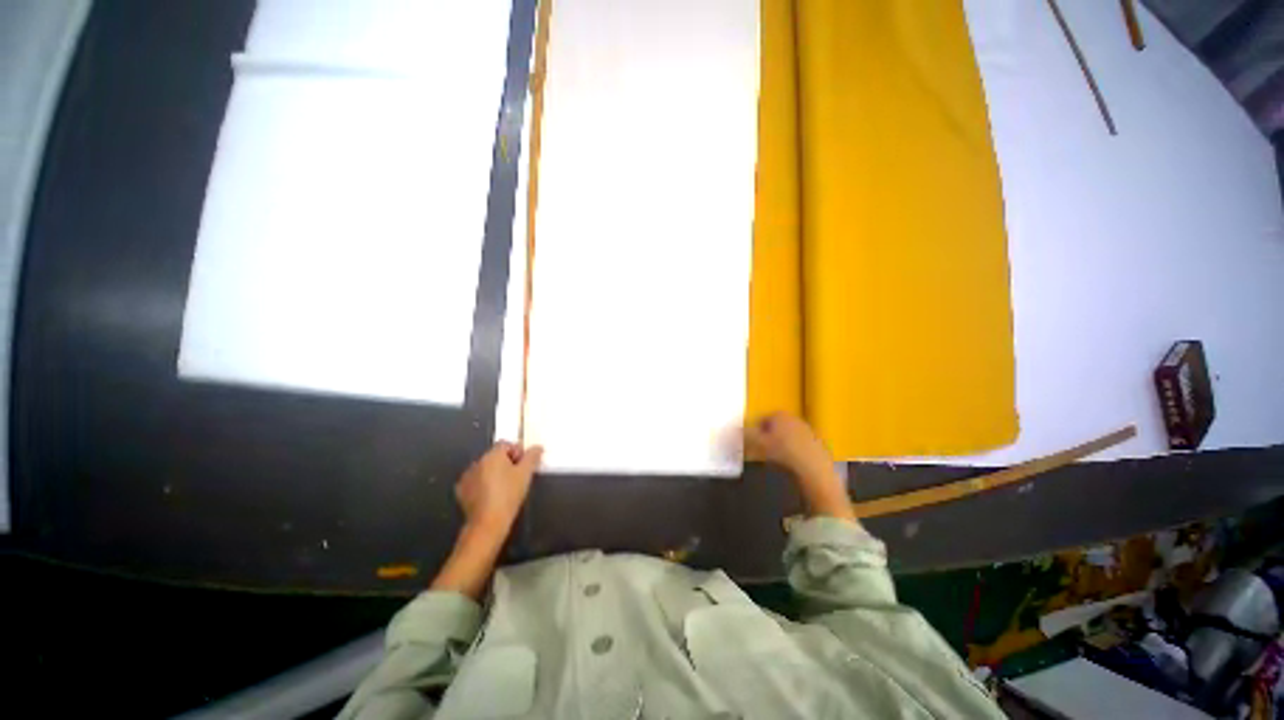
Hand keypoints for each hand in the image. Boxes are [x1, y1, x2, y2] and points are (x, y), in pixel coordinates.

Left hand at [455, 442, 542, 535]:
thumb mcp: (525, 477)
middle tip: (516, 480)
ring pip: (483, 470)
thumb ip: (532, 459)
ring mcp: (467, 475)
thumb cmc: (508, 497)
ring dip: (492, 475)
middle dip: (505, 465)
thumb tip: (537, 447)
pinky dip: (481, 487)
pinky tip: (489, 498)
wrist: (488, 522)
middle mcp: (477, 461)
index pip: (506, 445)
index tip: (524, 467)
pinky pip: (474, 483)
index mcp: (492, 455)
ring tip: (502, 491)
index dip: (517, 453)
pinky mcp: (461, 490)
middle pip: (494, 457)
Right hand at [744, 413, 853, 520]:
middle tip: (760, 453)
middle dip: (767, 438)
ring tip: (775, 461)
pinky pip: (798, 446)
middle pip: (775, 427)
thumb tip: (731, 430)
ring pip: (787, 436)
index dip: (753, 432)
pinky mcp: (816, 443)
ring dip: (780, 446)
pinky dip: (793, 453)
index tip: (749, 446)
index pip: (761, 419)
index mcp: (779, 415)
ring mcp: (807, 430)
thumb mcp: (758, 445)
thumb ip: (744, 436)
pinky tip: (790, 465)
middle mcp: (794, 418)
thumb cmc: (783, 453)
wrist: (813, 468)